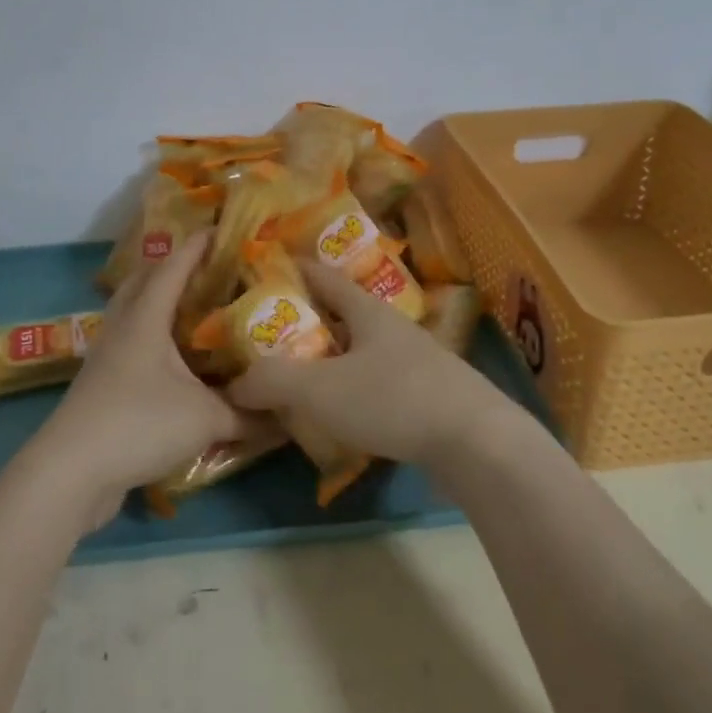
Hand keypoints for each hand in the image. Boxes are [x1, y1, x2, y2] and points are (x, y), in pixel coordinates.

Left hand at [28, 231, 262, 516]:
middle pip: (143, 281)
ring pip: (133, 312)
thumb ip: (249, 415)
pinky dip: (152, 337)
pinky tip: (175, 359)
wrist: (71, 472)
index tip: (222, 227)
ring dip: (159, 301)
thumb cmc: (139, 425)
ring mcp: (107, 356)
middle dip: (173, 266)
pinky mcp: (101, 384)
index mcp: (146, 318)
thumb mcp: (206, 419)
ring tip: (195, 306)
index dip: (198, 245)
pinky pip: (130, 343)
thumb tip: (288, 416)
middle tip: (209, 267)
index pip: (174, 266)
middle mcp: (123, 328)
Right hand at [227, 260, 517, 470]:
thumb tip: (234, 384)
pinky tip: (338, 413)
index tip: (265, 269)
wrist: (477, 443)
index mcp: (367, 311)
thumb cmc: (393, 399)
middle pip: (343, 315)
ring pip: (361, 352)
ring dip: (330, 359)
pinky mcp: (430, 396)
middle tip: (268, 336)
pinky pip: (378, 384)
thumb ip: (272, 382)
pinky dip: (352, 390)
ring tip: (297, 377)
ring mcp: (416, 362)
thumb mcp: (320, 389)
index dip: (293, 270)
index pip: (323, 277)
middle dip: (307, 321)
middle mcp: (392, 328)